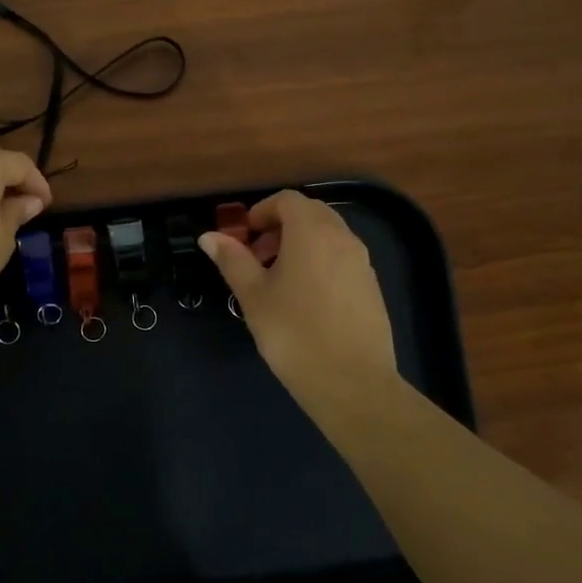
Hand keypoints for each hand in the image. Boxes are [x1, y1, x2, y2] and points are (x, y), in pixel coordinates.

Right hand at [199, 191, 398, 418]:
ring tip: (278, 281)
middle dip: (281, 226)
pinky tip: (305, 300)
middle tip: (257, 257)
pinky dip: (320, 262)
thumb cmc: (293, 333)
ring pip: (328, 236)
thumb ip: (232, 260)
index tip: (245, 237)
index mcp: (312, 232)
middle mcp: (342, 238)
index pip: (287, 200)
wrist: (352, 383)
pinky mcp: (372, 287)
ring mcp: (362, 262)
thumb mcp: (253, 296)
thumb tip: (209, 236)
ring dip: (300, 244)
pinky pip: (342, 259)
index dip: (262, 211)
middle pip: (310, 213)